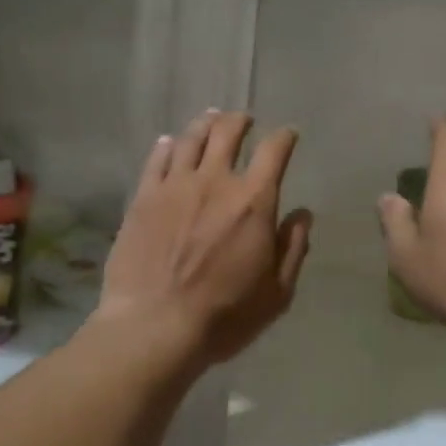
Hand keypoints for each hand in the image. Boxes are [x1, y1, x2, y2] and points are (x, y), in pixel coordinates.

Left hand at [97, 110, 312, 369]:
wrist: (154, 327)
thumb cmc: (224, 315)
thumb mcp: (277, 292)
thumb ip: (293, 247)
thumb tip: (302, 214)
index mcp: (254, 201)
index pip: (274, 151)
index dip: (284, 137)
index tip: (288, 135)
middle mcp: (215, 182)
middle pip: (227, 133)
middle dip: (239, 121)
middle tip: (244, 119)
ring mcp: (174, 186)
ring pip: (190, 139)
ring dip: (205, 124)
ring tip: (210, 119)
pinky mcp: (142, 198)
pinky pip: (156, 160)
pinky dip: (166, 146)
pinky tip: (169, 142)